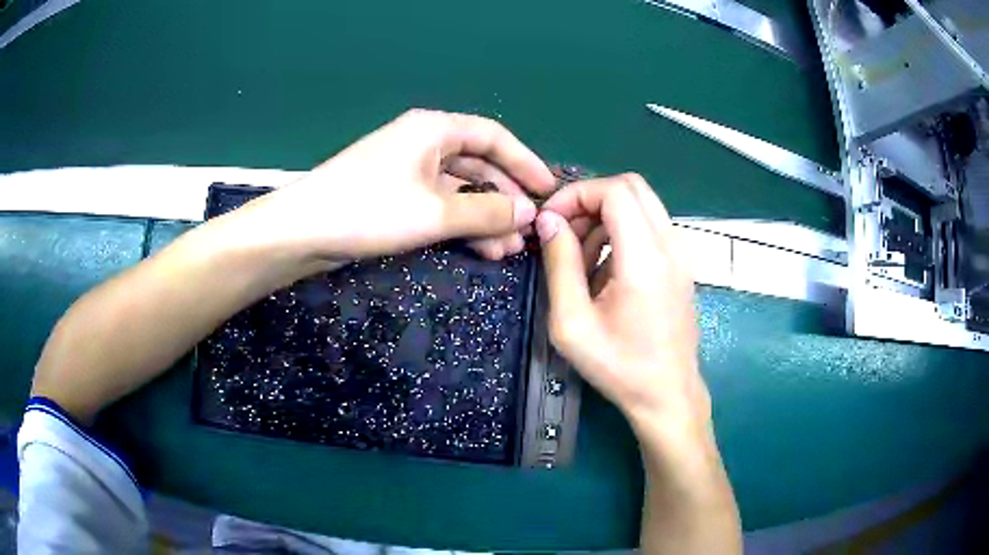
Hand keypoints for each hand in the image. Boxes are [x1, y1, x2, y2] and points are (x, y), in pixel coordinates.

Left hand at [230, 109, 556, 269]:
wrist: (302, 232)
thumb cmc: (369, 209)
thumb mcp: (435, 213)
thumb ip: (487, 211)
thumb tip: (529, 213)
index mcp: (434, 129)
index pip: (494, 137)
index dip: (525, 162)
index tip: (549, 190)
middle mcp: (424, 143)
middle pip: (479, 164)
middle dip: (505, 198)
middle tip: (530, 231)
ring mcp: (408, 171)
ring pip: (460, 190)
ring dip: (486, 217)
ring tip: (510, 249)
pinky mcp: (396, 196)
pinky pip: (440, 205)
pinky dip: (461, 224)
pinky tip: (482, 248)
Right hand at [535, 174, 710, 429]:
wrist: (667, 394)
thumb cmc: (619, 366)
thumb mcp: (572, 323)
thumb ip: (559, 264)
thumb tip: (549, 221)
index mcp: (645, 259)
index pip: (615, 190)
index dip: (577, 194)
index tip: (551, 221)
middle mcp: (670, 246)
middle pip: (631, 186)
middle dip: (591, 199)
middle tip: (565, 232)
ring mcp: (681, 254)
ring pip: (641, 204)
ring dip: (606, 217)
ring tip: (580, 258)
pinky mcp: (681, 264)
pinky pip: (650, 226)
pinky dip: (622, 232)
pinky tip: (604, 271)